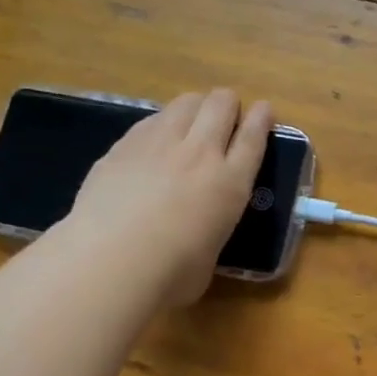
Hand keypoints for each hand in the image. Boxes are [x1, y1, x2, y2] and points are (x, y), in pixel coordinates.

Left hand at [67, 89, 271, 305]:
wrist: (112, 262)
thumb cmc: (170, 274)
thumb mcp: (211, 254)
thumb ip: (211, 231)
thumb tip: (199, 236)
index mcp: (231, 183)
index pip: (254, 137)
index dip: (262, 119)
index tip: (265, 110)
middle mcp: (201, 153)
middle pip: (221, 105)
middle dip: (228, 105)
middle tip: (226, 118)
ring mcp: (160, 143)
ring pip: (187, 101)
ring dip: (196, 107)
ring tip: (191, 123)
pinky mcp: (124, 145)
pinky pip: (152, 119)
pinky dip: (161, 123)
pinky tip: (154, 141)